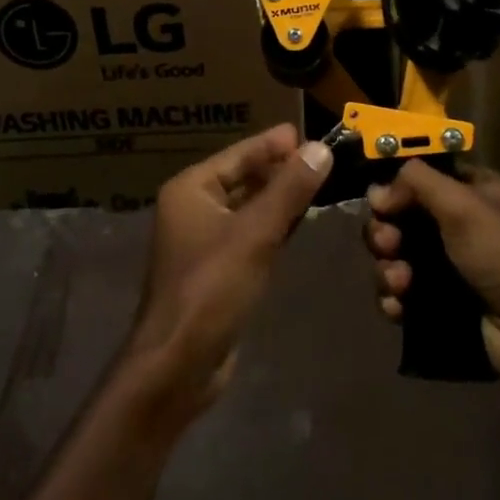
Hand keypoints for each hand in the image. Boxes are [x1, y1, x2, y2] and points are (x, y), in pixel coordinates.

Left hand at [125, 124, 333, 409]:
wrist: (178, 365)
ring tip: (318, 184)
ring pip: (248, 208)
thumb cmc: (211, 289)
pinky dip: (273, 226)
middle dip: (280, 169)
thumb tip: (321, 148)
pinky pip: (249, 235)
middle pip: (243, 178)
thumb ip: (289, 190)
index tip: (308, 133)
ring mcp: (203, 241)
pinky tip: (298, 224)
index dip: (273, 143)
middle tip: (321, 159)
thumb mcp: (255, 234)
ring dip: (279, 198)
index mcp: (192, 190)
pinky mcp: (216, 270)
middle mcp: (193, 208)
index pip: (239, 154)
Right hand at [365, 161, 499, 386]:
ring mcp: (444, 267)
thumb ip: (415, 183)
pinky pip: (400, 295)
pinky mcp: (438, 305)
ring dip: (387, 269)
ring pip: (393, 258)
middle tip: (389, 245)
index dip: (393, 188)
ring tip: (401, 284)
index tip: (381, 204)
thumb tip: (377, 193)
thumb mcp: (462, 204)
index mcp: (466, 192)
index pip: (417, 178)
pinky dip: (393, 299)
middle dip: (384, 233)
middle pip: (397, 219)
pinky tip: (399, 308)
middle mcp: (453, 225)